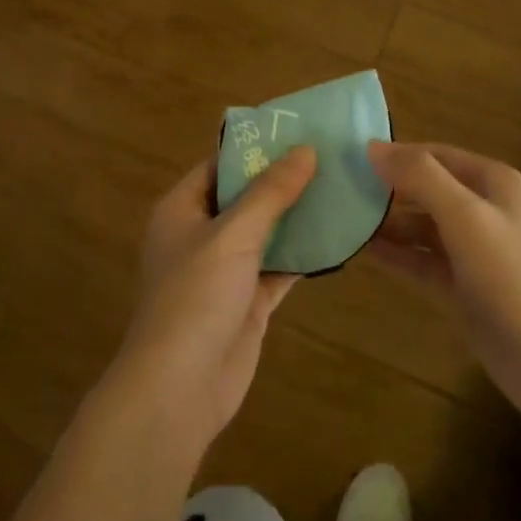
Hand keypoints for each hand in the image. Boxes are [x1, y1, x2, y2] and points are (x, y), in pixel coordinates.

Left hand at [108, 147, 314, 451]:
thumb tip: (305, 149)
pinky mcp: (248, 301)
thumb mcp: (233, 234)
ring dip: (297, 215)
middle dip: (283, 180)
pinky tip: (338, 235)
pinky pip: (279, 266)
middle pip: (246, 197)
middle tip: (330, 155)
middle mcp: (201, 234)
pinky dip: (303, 253)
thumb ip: (271, 192)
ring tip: (341, 186)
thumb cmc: (195, 296)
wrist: (179, 390)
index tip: (297, 130)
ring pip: (266, 232)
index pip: (220, 165)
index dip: (255, 147)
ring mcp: (225, 270)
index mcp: (182, 209)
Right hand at [367, 141, 520, 430]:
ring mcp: (476, 251)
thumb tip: (374, 147)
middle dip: (390, 188)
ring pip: (424, 227)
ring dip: (390, 223)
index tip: (352, 158)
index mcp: (493, 183)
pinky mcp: (466, 287)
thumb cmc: (512, 277)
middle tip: (341, 189)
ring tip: (346, 219)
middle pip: (429, 188)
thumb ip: (421, 178)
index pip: (435, 155)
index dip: (397, 154)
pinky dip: (399, 255)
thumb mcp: (466, 217)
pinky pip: (425, 261)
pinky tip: (366, 251)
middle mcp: (485, 210)